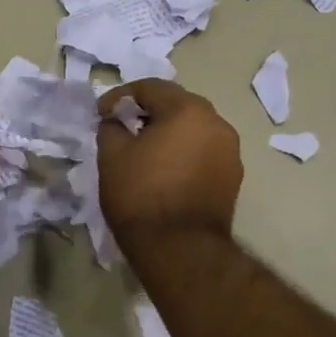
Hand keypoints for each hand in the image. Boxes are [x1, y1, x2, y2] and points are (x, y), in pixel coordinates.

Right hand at [96, 79, 241, 247]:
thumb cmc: (141, 195)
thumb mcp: (111, 156)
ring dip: (169, 131)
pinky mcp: (233, 176)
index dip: (120, 96)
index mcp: (188, 110)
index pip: (151, 87)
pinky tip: (165, 170)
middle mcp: (216, 122)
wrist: (180, 249)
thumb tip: (116, 121)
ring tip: (144, 149)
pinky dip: (184, 152)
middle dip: (148, 111)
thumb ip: (112, 127)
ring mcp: (230, 151)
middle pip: (177, 103)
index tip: (102, 114)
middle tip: (123, 126)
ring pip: (194, 128)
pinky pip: (204, 151)